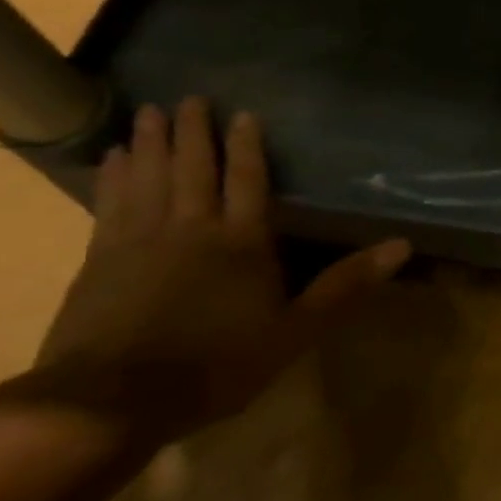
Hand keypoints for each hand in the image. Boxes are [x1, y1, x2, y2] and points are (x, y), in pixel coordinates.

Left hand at [0, 98, 408, 445]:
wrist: (108, 402)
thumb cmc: (216, 365)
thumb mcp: (296, 330)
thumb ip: (345, 285)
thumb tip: (402, 245)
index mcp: (241, 242)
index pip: (247, 181)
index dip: (247, 146)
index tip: (243, 113)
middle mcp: (191, 229)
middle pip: (193, 169)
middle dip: (193, 132)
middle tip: (189, 98)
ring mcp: (138, 241)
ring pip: (148, 178)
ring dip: (150, 144)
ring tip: (149, 113)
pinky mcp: (98, 261)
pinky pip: (109, 204)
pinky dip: (113, 177)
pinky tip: (112, 161)